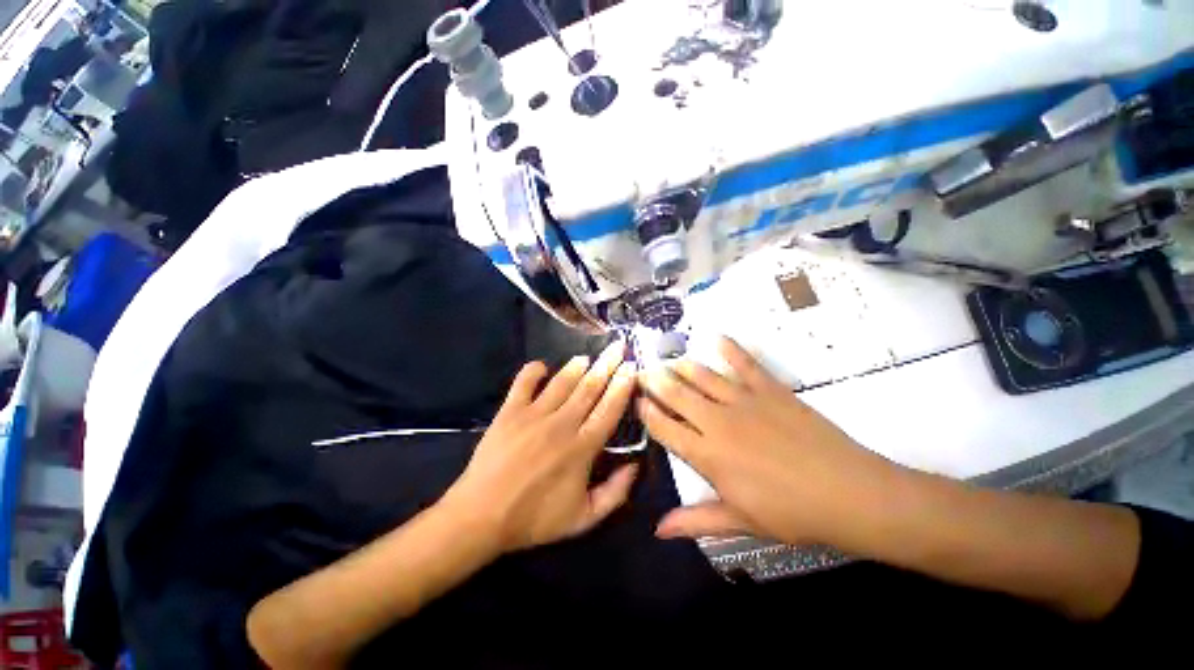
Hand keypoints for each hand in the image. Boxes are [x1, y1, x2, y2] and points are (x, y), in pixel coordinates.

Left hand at [443, 341, 637, 553]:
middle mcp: (562, 424)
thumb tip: (635, 465)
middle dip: (607, 364)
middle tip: (618, 346)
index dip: (622, 386)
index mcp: (582, 447)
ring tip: (588, 356)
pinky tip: (541, 366)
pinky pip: (523, 383)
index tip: (631, 367)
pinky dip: (533, 370)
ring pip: (562, 382)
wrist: (481, 517)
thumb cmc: (534, 519)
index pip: (609, 409)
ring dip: (577, 366)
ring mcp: (534, 414)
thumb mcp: (583, 519)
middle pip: (590, 387)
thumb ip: (615, 493)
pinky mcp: (510, 411)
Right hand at [639, 337, 901, 547]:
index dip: (647, 413)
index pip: (665, 428)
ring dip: (681, 366)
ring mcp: (744, 401)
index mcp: (708, 455)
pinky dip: (730, 348)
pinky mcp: (770, 389)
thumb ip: (696, 521)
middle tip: (642, 372)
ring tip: (668, 360)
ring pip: (702, 375)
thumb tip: (658, 530)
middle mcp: (717, 421)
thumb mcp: (740, 521)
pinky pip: (745, 363)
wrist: (850, 494)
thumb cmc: (792, 514)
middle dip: (655, 381)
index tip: (636, 401)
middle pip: (676, 394)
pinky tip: (717, 337)